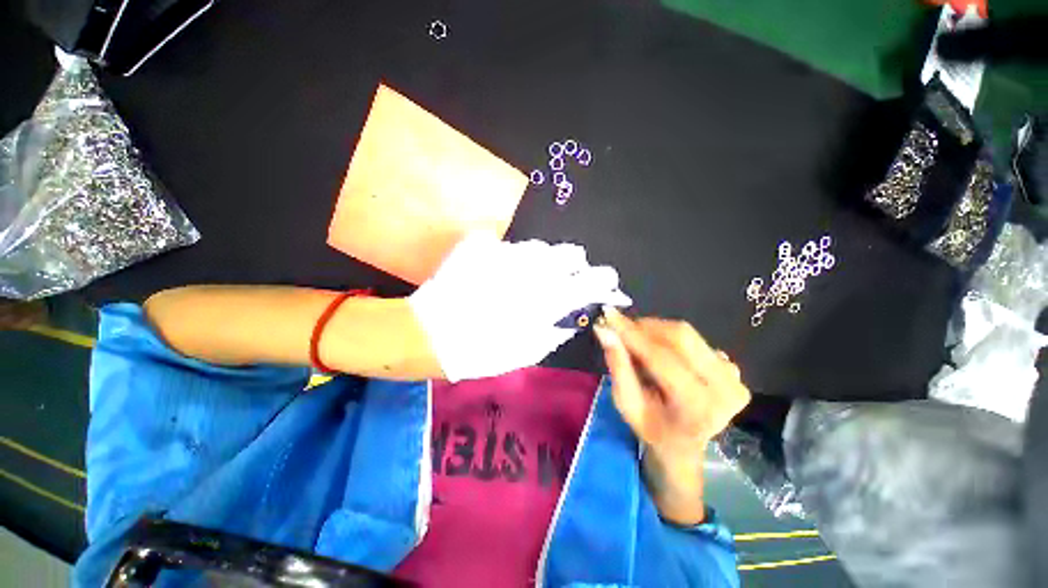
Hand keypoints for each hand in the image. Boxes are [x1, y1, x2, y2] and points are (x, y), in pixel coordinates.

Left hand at [409, 233, 631, 381]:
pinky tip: (492, 274)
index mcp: (548, 297)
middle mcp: (533, 268)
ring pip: (539, 247)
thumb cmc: (482, 351)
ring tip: (519, 279)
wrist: (430, 334)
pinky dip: (506, 258)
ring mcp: (505, 251)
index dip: (603, 279)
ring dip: (538, 262)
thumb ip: (559, 328)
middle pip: (570, 252)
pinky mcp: (481, 244)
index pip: (592, 279)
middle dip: (572, 265)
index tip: (603, 282)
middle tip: (559, 280)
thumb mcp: (529, 351)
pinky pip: (505, 245)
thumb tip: (576, 310)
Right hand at [594, 308, 749, 454]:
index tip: (608, 314)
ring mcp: (734, 377)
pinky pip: (695, 340)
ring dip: (655, 330)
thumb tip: (604, 329)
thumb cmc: (651, 427)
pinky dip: (670, 338)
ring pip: (687, 334)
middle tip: (621, 328)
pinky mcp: (734, 368)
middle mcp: (725, 389)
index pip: (661, 358)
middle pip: (680, 337)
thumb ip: (617, 365)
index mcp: (697, 408)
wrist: (684, 445)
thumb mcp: (627, 403)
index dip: (632, 333)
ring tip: (638, 342)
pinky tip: (661, 353)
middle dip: (645, 326)